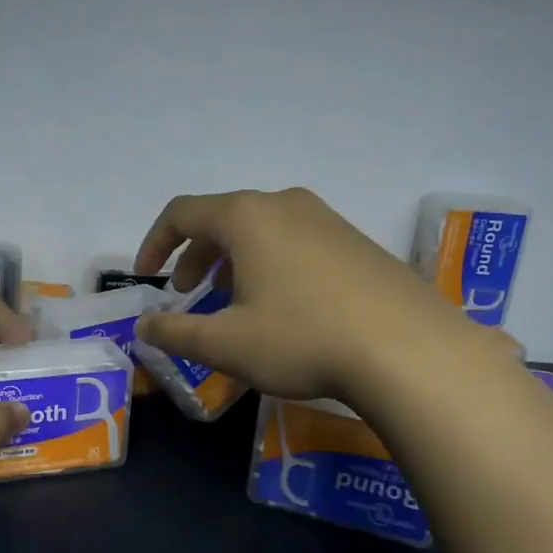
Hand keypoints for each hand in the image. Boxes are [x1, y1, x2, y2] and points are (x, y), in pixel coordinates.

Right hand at [133, 187, 481, 404]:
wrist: (409, 349)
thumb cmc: (302, 338)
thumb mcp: (227, 344)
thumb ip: (176, 333)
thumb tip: (143, 327)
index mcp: (246, 217)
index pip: (182, 213)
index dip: (155, 243)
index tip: (147, 278)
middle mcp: (284, 204)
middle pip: (223, 219)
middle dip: (196, 256)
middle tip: (189, 295)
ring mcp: (326, 219)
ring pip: (262, 231)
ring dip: (234, 262)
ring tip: (235, 304)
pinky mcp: (356, 240)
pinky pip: (296, 242)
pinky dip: (271, 264)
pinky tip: (285, 307)